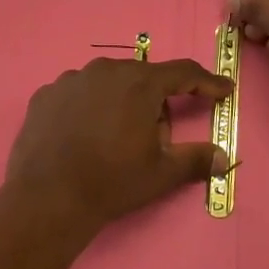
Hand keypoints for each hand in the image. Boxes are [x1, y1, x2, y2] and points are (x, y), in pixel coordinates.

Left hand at [4, 57, 233, 233]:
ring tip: (113, 140)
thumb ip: (195, 159)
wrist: (47, 197)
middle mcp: (105, 70)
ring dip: (119, 102)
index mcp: (139, 83)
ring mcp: (70, 80)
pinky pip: (77, 95)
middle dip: (155, 103)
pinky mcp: (45, 95)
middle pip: (142, 79)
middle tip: (155, 138)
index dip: (206, 83)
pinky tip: (82, 136)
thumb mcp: (161, 173)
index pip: (183, 73)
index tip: (223, 90)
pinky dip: (87, 109)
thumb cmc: (112, 181)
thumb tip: (223, 158)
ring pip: (107, 84)